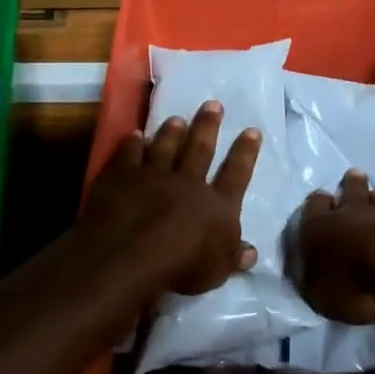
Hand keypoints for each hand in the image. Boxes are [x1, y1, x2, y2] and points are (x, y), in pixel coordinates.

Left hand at [81, 101, 260, 294]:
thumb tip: (252, 252)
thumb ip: (233, 256)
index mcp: (217, 205)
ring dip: (171, 132)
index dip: (245, 153)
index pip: (236, 174)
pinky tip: (134, 134)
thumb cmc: (183, 266)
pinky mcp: (122, 177)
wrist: (134, 253)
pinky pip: (129, 156)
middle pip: (200, 150)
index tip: (252, 131)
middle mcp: (188, 183)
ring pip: (165, 147)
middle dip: (208, 126)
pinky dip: (132, 144)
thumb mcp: (218, 269)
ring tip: (176, 118)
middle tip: (213, 104)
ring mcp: (153, 176)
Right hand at [293, 169, 374, 324]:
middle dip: (349, 185)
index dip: (317, 205)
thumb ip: (316, 280)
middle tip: (352, 179)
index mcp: (316, 227)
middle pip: (349, 189)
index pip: (313, 205)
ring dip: (374, 198)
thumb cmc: (349, 283)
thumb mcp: (319, 294)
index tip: (322, 203)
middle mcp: (347, 212)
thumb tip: (316, 275)